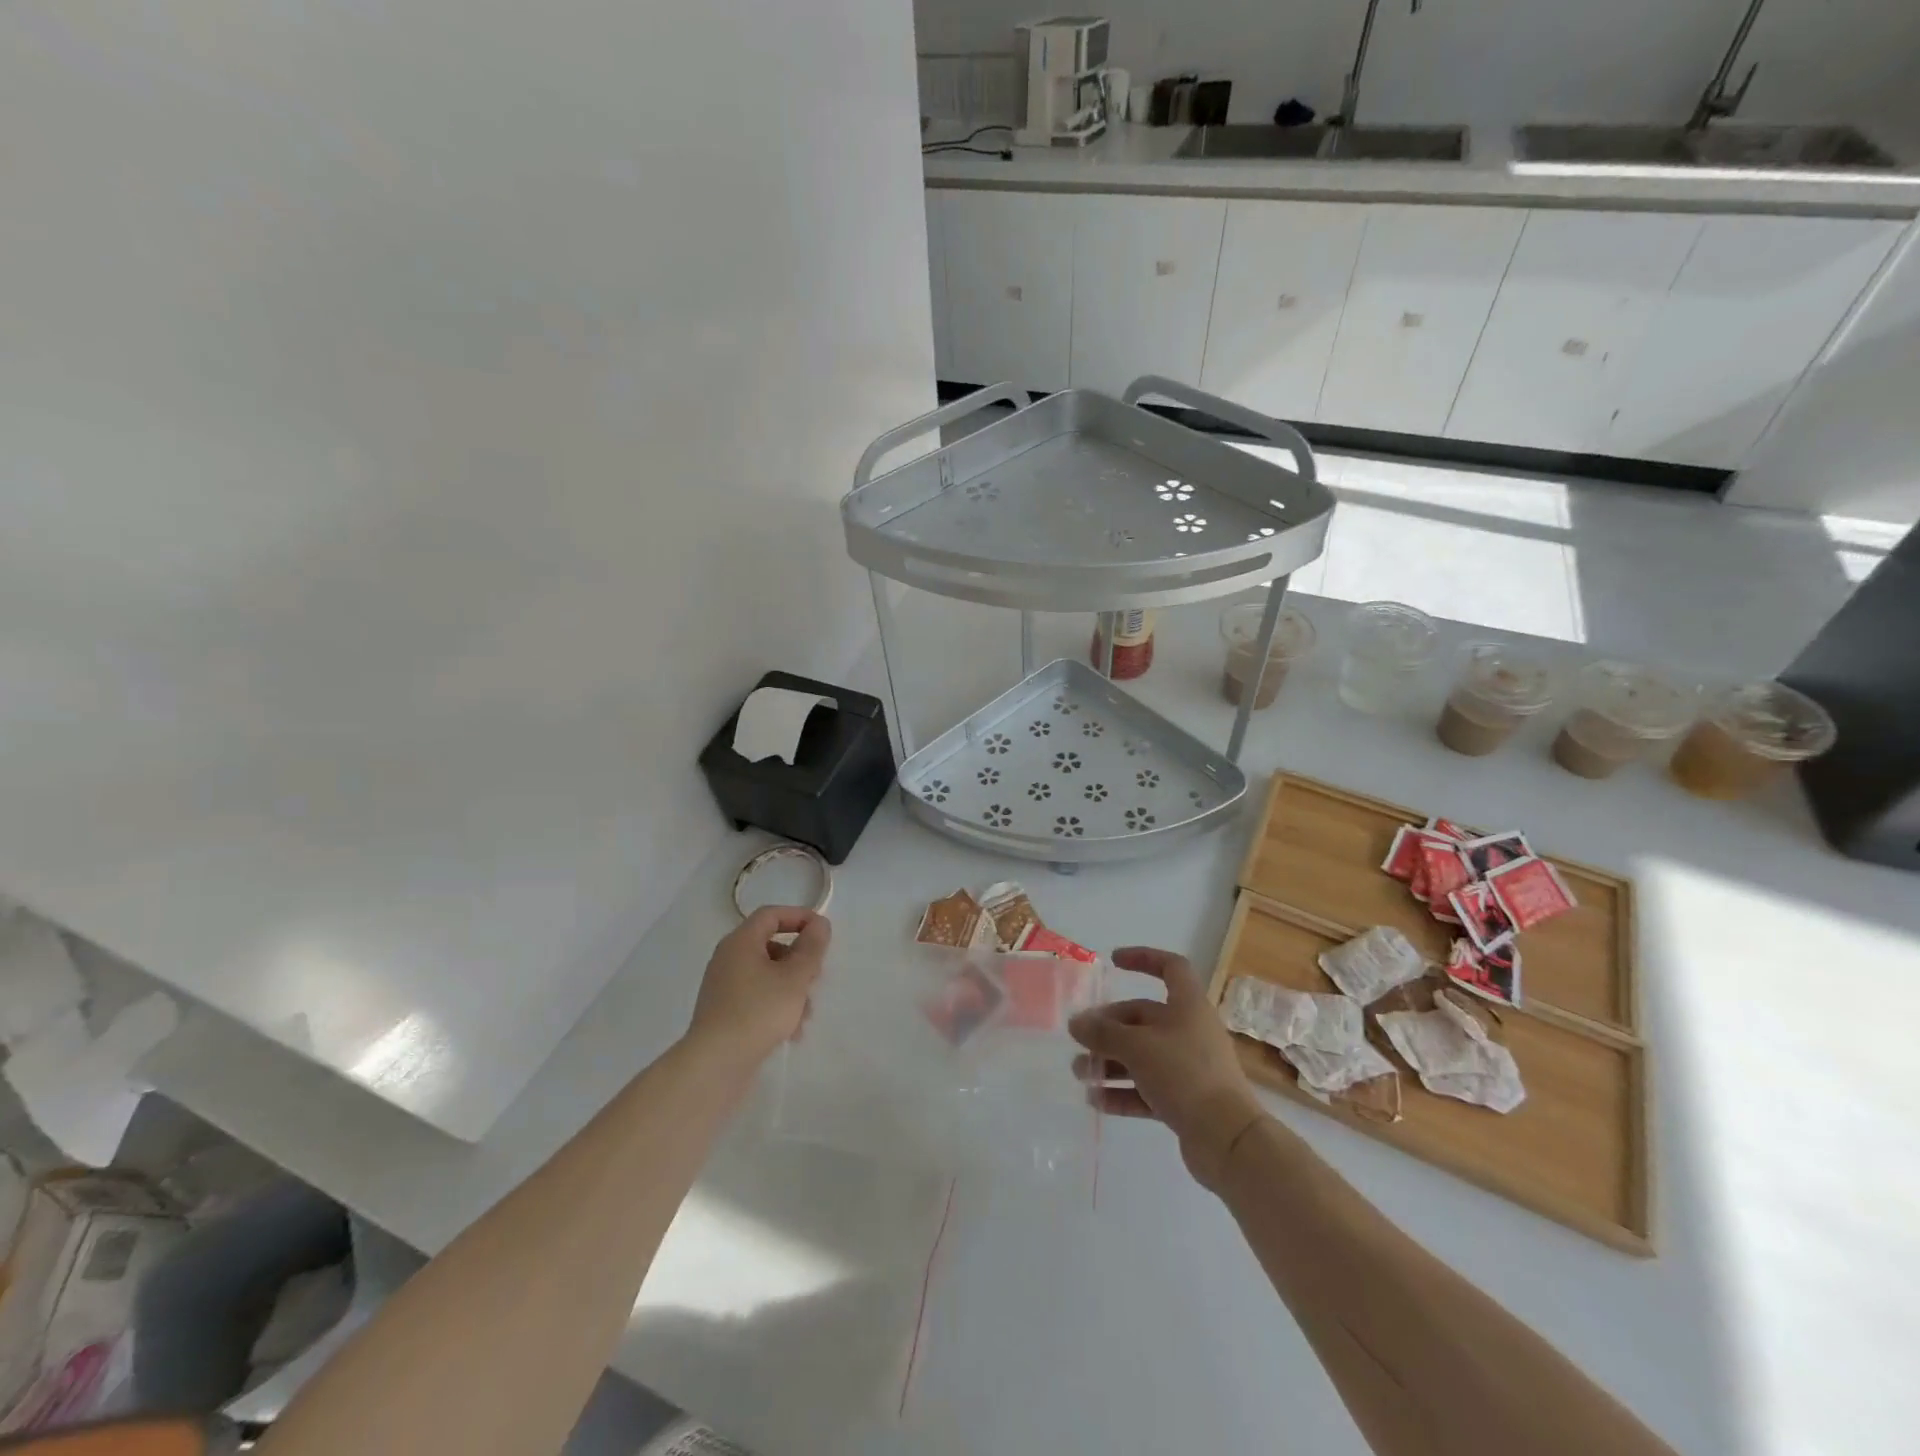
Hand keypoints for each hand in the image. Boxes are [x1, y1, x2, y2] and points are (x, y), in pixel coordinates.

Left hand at [687, 907, 828, 1070]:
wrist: (715, 1064)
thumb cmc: (758, 1012)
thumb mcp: (795, 977)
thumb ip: (811, 947)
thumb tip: (819, 924)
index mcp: (741, 942)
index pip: (771, 915)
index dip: (800, 917)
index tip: (823, 933)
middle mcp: (728, 958)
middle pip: (771, 945)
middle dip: (799, 961)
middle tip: (816, 979)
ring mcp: (724, 986)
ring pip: (767, 975)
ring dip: (791, 988)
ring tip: (805, 1016)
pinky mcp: (724, 1012)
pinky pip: (756, 997)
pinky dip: (776, 1006)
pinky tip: (791, 1031)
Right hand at [1069, 946, 1264, 1188]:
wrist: (1228, 1140)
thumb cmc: (1184, 1075)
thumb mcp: (1138, 1047)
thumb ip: (1104, 1033)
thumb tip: (1077, 1022)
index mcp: (1188, 1006)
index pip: (1171, 967)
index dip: (1143, 958)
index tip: (1114, 962)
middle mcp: (1190, 1031)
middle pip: (1144, 1017)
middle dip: (1109, 1026)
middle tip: (1080, 1038)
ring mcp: (1189, 1067)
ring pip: (1142, 1055)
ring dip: (1110, 1061)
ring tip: (1079, 1072)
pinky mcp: (1185, 1100)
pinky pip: (1148, 1088)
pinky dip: (1123, 1092)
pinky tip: (1095, 1101)